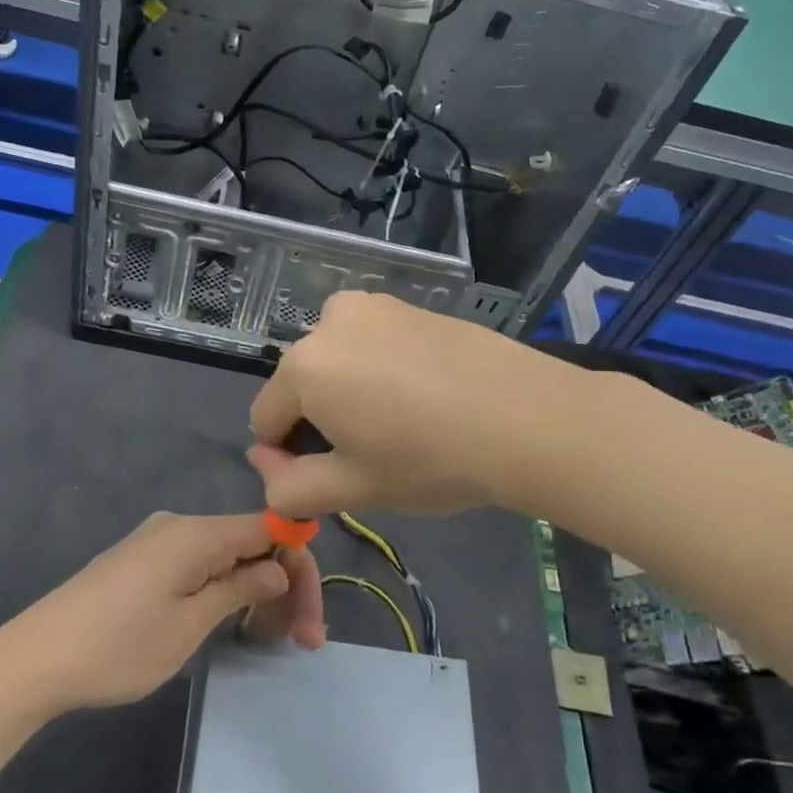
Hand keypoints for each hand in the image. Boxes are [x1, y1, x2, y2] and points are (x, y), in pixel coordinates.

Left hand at [0, 512, 320, 712]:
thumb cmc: (119, 645)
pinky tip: (231, 621)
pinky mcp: (142, 562)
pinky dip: (224, 589)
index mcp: (197, 533)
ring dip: (255, 590)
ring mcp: (158, 542)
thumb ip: (239, 589)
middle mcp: (181, 526)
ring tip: (268, 639)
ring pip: (226, 556)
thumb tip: (276, 568)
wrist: (35, 659)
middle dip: (283, 584)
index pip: (270, 528)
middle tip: (301, 641)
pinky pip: (199, 565)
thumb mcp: (189, 624)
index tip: (310, 615)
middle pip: (251, 542)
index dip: (298, 563)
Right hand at [247, 290, 570, 517]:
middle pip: (301, 385)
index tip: (334, 476)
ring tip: (403, 421)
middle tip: (375, 452)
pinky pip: (371, 342)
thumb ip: (290, 487)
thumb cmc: (430, 459)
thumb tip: (265, 465)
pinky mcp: (409, 304)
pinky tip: (425, 394)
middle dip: (321, 420)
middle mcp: (328, 322)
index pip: (265, 420)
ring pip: (337, 360)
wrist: (527, 417)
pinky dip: (380, 368)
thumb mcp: (353, 488)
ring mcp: (372, 305)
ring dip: (349, 391)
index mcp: (303, 367)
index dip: (289, 457)